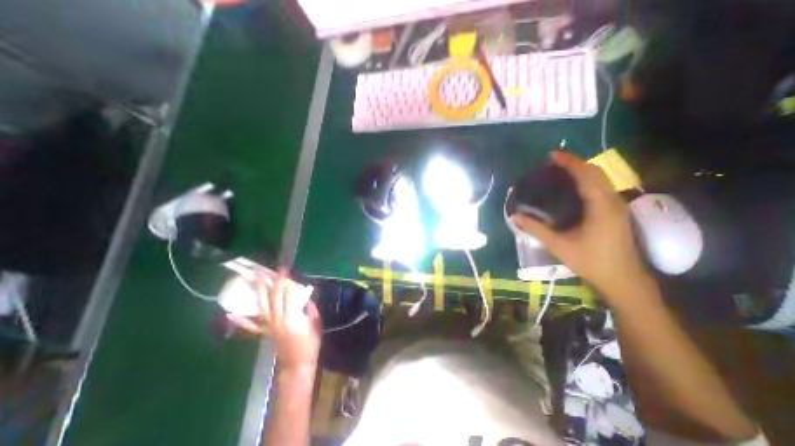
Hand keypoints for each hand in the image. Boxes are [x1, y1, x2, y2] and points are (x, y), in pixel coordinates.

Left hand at [225, 273, 320, 370]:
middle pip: (273, 297)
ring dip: (257, 291)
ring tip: (253, 279)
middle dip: (271, 282)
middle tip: (268, 270)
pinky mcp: (266, 332)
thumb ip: (311, 309)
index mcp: (292, 317)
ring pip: (262, 306)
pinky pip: (251, 326)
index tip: (285, 270)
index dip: (286, 281)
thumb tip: (306, 298)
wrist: (298, 364)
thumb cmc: (310, 344)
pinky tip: (230, 314)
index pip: (288, 294)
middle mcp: (278, 319)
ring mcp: (270, 326)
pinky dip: (241, 320)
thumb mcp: (316, 324)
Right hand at [516, 152, 652, 300]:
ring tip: (561, 170)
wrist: (623, 279)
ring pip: (601, 179)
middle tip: (554, 162)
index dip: (570, 162)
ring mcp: (617, 206)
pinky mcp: (616, 212)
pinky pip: (602, 187)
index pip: (586, 176)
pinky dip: (587, 180)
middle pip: (596, 172)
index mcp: (600, 207)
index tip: (553, 155)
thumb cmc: (591, 261)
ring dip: (583, 170)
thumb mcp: (559, 246)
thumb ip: (536, 229)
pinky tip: (574, 186)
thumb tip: (515, 217)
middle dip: (576, 163)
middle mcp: (612, 201)